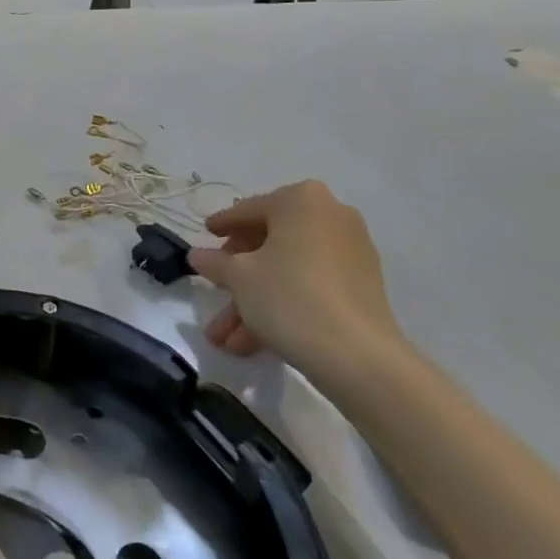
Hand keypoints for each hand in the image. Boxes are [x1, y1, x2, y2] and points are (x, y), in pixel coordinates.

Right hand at [187, 181, 404, 385]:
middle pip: (270, 243)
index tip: (205, 235)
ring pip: (288, 270)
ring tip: (226, 340)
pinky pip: (311, 285)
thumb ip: (214, 262)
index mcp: (301, 201)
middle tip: (214, 294)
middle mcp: (331, 217)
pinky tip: (254, 341)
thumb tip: (197, 255)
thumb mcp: (238, 277)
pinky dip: (283, 304)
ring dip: (254, 301)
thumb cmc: (289, 297)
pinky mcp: (361, 287)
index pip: (248, 210)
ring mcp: (351, 252)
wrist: (358, 357)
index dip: (222, 226)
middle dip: (237, 278)